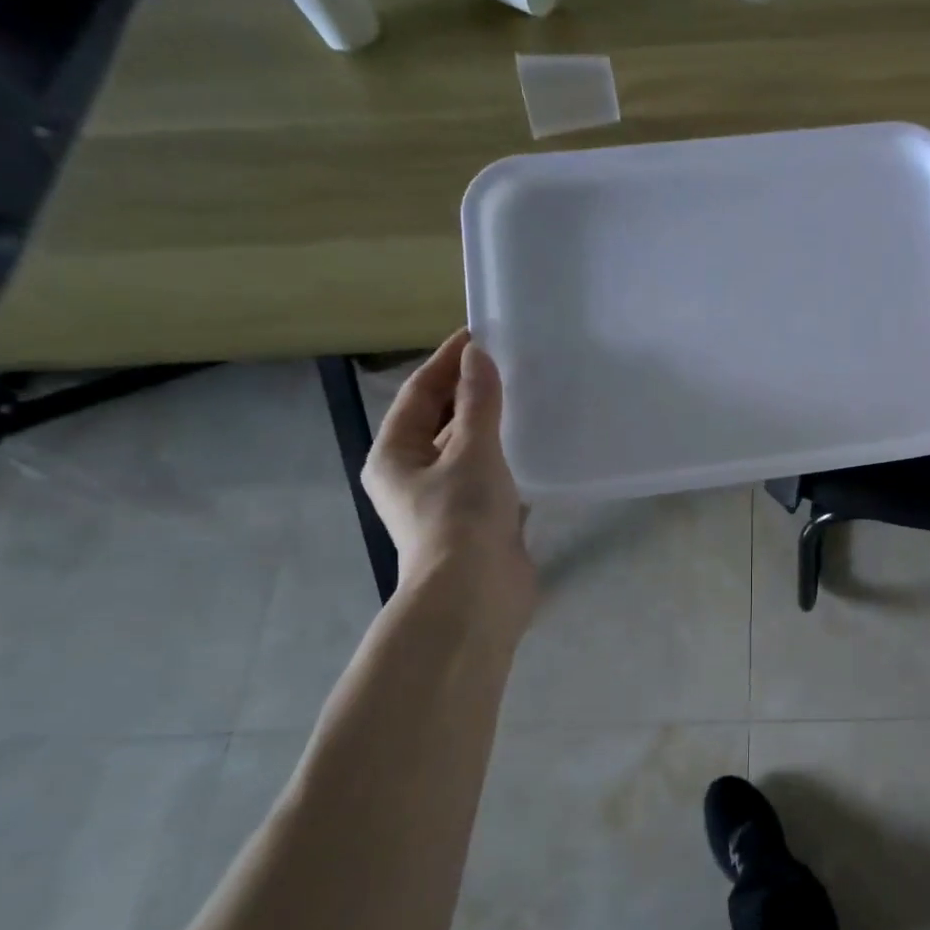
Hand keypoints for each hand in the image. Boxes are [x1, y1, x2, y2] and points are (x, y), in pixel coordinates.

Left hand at [362, 330, 533, 603]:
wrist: (476, 593)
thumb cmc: (461, 517)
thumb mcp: (470, 451)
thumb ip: (478, 402)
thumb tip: (478, 356)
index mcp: (394, 455)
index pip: (420, 394)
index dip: (447, 362)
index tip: (480, 335)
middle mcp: (414, 475)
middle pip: (441, 420)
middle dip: (471, 391)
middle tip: (509, 363)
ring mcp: (447, 500)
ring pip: (468, 449)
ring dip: (492, 424)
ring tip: (527, 396)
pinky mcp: (478, 519)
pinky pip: (492, 475)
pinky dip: (508, 456)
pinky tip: (535, 443)